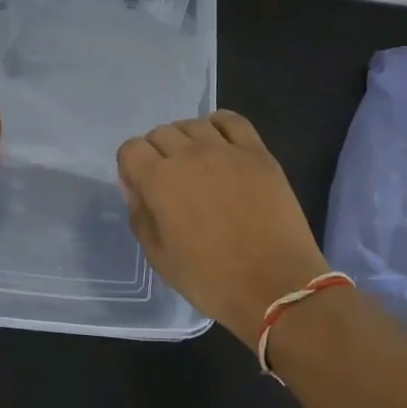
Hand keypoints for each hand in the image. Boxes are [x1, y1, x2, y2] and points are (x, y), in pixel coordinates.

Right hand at [115, 110, 324, 344]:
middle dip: (156, 153)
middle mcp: (189, 154)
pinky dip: (219, 125)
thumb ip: (140, 215)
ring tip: (195, 163)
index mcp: (159, 180)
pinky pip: (232, 121)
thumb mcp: (159, 257)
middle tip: (169, 182)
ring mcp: (226, 150)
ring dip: (186, 139)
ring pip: (193, 124)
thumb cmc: (211, 280)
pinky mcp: (257, 153)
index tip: (141, 187)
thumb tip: (135, 187)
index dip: (131, 167)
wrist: (276, 286)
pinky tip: (219, 143)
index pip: (131, 149)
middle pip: (161, 133)